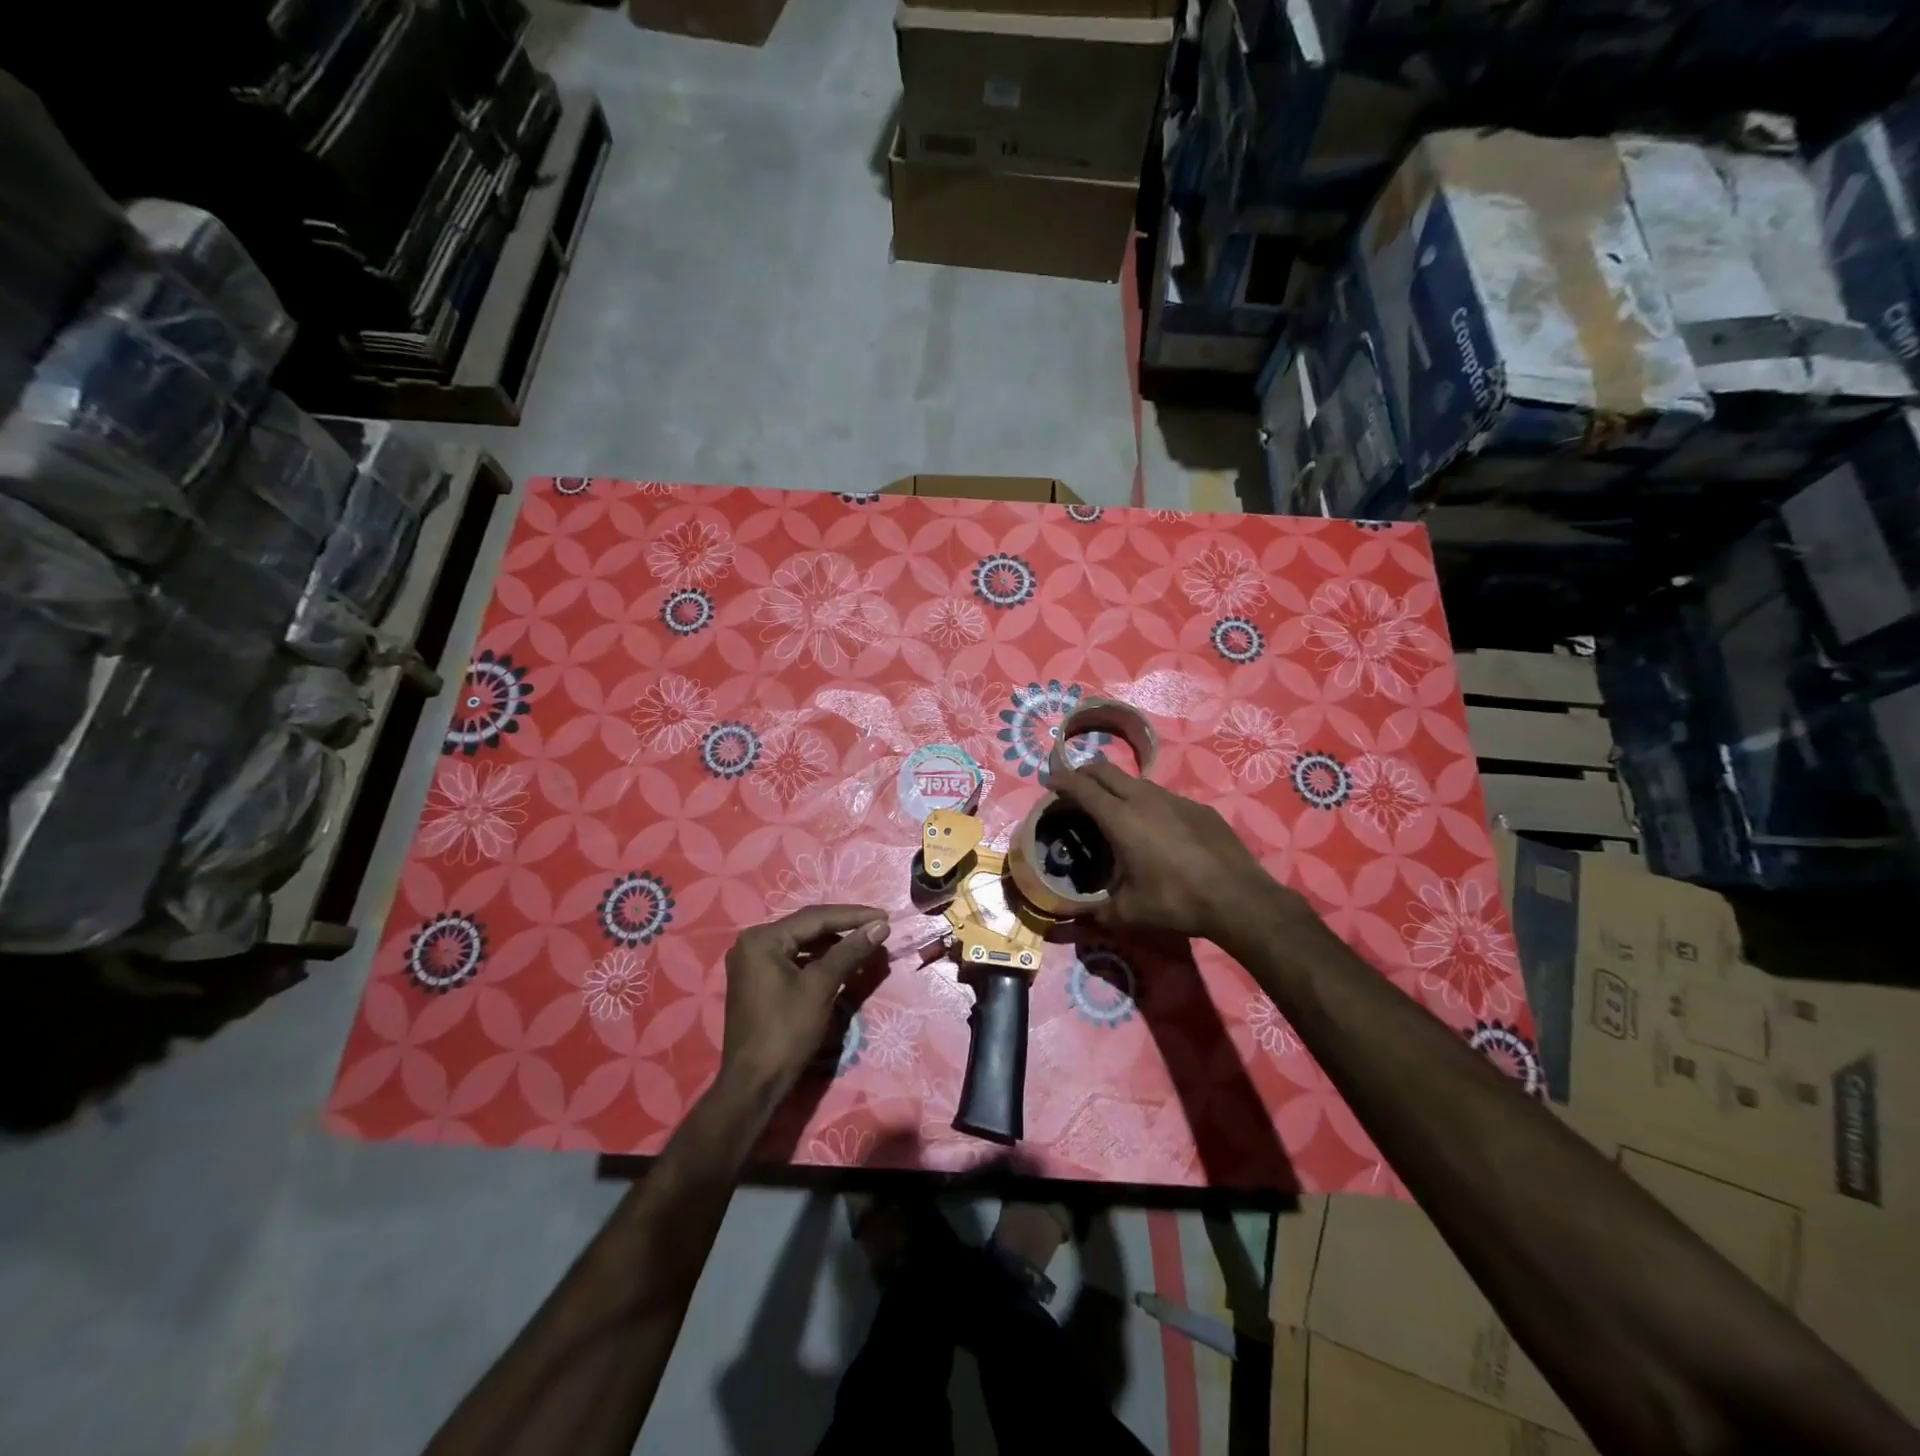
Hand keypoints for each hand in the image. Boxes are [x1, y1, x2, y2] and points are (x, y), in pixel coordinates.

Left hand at [719, 905, 889, 1101]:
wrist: (754, 1084)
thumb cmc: (786, 1031)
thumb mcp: (820, 987)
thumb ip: (850, 952)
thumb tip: (880, 926)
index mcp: (762, 939)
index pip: (815, 917)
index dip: (853, 916)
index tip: (885, 916)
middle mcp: (753, 943)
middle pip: (807, 927)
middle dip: (844, 928)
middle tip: (878, 927)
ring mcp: (753, 962)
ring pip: (802, 943)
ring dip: (834, 944)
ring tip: (865, 944)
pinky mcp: (759, 980)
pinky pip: (794, 959)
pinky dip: (819, 960)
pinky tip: (842, 963)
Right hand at [1050, 762, 1303, 942]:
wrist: (1238, 897)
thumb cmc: (1176, 901)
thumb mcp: (1129, 913)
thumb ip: (1096, 913)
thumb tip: (1072, 923)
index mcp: (1120, 819)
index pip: (1082, 787)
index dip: (1061, 781)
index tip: (1050, 783)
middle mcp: (1144, 799)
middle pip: (1105, 770)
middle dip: (1084, 773)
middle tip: (1075, 789)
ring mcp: (1174, 798)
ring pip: (1135, 780)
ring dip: (1116, 787)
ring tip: (1113, 808)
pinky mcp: (1197, 806)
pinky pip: (1163, 796)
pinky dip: (1147, 802)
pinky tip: (1155, 828)